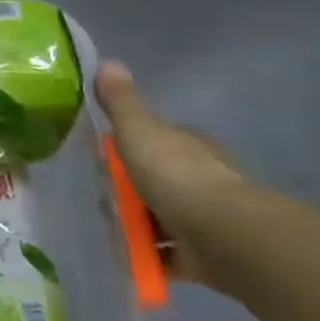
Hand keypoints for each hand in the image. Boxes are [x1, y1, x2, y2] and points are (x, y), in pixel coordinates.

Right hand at [94, 61, 254, 287]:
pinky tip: (123, 259)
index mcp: (185, 147)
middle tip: (94, 198)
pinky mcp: (202, 257)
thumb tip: (108, 61)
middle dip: (129, 190)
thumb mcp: (139, 130)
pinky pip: (166, 256)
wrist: (225, 236)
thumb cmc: (177, 175)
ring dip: (137, 225)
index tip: (99, 158)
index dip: (127, 146)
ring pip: (160, 218)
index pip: (154, 140)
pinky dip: (148, 258)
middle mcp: (199, 179)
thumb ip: (120, 102)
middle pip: (155, 181)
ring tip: (102, 230)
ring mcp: (203, 219)